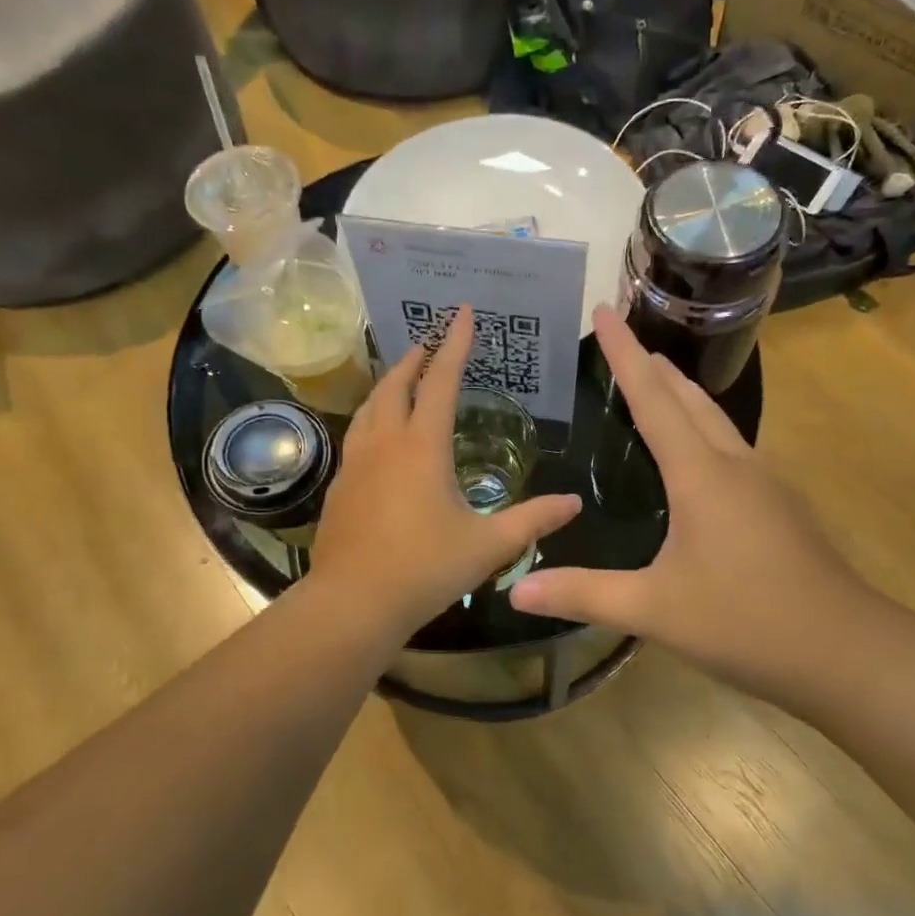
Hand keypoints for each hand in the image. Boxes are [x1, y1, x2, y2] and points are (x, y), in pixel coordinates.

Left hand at [310, 305, 581, 637]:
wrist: (352, 603)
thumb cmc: (424, 569)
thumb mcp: (488, 545)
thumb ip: (533, 520)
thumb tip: (574, 503)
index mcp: (422, 447)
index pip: (441, 380)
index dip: (454, 344)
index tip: (462, 312)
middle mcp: (385, 443)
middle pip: (396, 384)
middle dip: (414, 358)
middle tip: (429, 342)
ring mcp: (356, 463)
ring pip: (370, 407)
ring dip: (388, 384)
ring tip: (403, 378)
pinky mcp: (339, 485)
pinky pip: (357, 435)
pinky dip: (373, 417)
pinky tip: (379, 435)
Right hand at [509, 306, 889, 705]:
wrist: (846, 652)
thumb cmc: (746, 621)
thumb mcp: (654, 610)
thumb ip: (583, 594)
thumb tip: (514, 590)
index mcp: (701, 474)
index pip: (653, 398)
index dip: (624, 354)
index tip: (603, 312)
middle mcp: (735, 464)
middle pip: (689, 398)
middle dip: (653, 364)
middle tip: (622, 339)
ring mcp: (766, 483)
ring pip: (717, 420)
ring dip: (682, 394)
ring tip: (656, 380)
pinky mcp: (781, 506)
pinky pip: (732, 448)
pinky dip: (703, 429)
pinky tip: (697, 455)